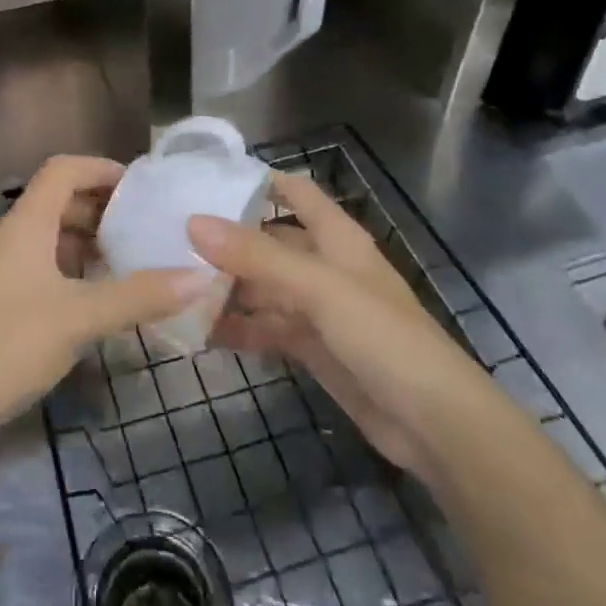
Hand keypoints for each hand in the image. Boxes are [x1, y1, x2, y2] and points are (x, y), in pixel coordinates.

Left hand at [0, 156, 217, 458]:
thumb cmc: (4, 345)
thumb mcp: (77, 318)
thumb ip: (138, 295)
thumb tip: (201, 275)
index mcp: (27, 224)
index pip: (64, 169)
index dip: (102, 168)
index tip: (145, 187)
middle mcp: (15, 239)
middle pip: (62, 202)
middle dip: (105, 208)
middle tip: (150, 226)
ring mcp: (7, 273)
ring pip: (55, 240)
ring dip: (93, 244)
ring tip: (137, 261)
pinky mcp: (5, 306)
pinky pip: (49, 272)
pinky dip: (79, 275)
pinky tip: (105, 301)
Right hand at [190, 173, 479, 481]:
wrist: (435, 425)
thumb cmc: (383, 336)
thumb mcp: (318, 287)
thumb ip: (257, 255)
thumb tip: (194, 221)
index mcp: (336, 238)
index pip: (294, 192)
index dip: (257, 181)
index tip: (204, 180)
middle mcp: (325, 266)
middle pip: (270, 242)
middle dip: (228, 241)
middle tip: (171, 240)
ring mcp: (318, 310)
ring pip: (264, 288)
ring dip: (228, 288)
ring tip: (175, 286)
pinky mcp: (313, 349)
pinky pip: (267, 328)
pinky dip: (239, 328)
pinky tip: (201, 332)